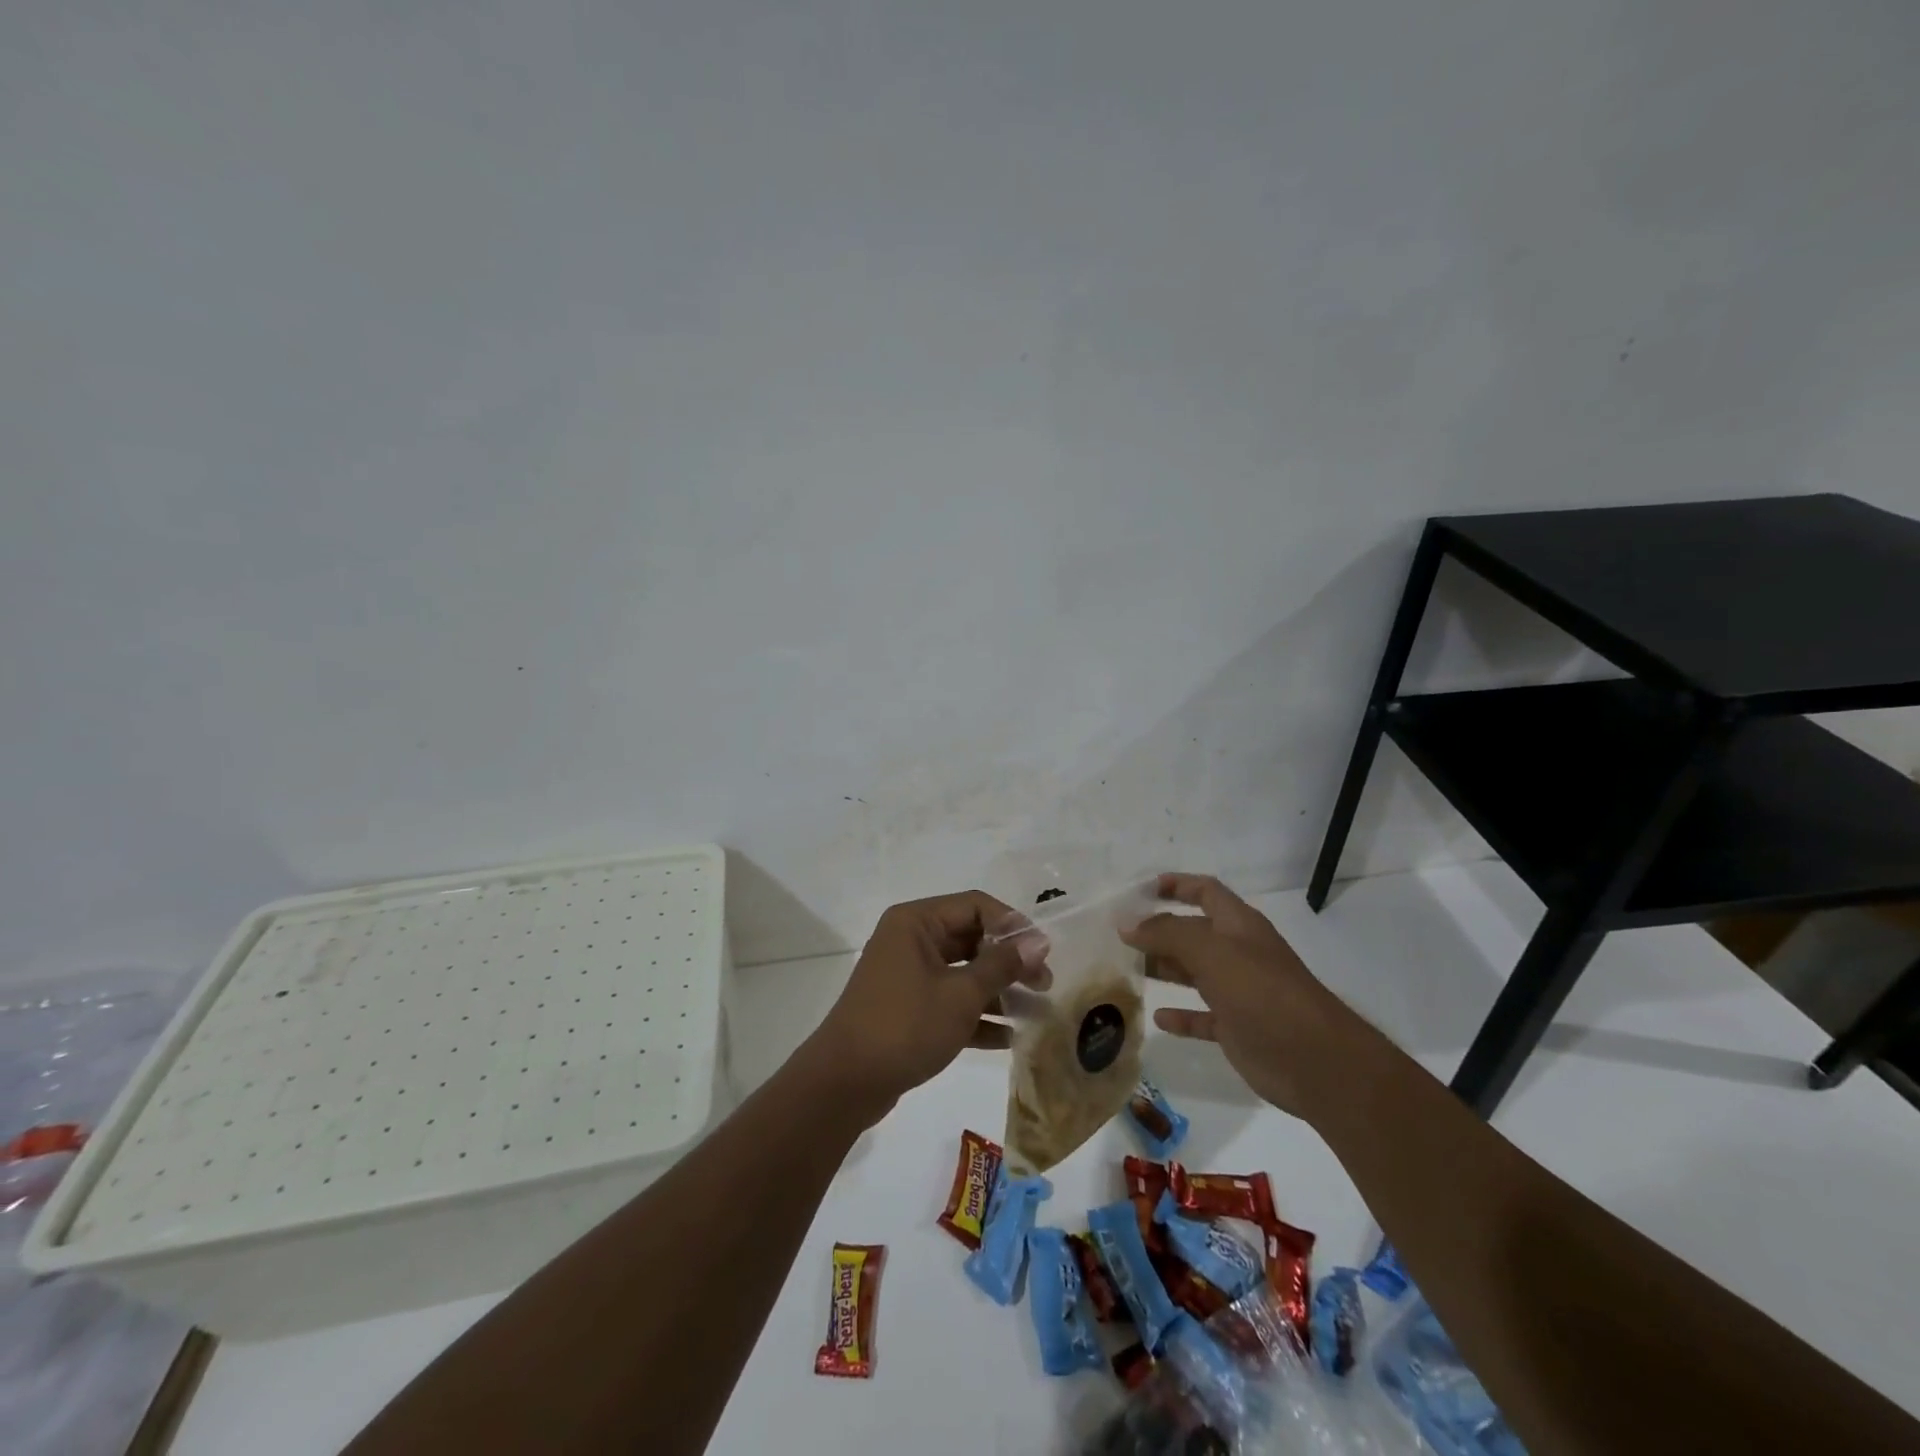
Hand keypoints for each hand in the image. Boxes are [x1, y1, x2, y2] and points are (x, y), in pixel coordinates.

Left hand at [804, 891, 1049, 1119]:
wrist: (845, 1083)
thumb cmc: (905, 1026)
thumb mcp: (961, 994)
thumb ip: (1002, 965)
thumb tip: (1038, 940)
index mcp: (917, 922)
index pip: (975, 906)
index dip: (1012, 925)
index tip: (1043, 952)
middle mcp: (911, 940)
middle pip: (971, 939)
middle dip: (1009, 962)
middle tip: (1045, 985)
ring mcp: (908, 976)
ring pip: (963, 973)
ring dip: (998, 992)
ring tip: (1036, 1013)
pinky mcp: (908, 1009)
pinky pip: (949, 1002)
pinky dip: (977, 1016)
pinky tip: (1009, 1038)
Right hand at [1124, 873, 1365, 1117]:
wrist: (1316, 1061)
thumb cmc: (1262, 992)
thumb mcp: (1211, 952)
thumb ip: (1167, 933)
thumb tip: (1127, 923)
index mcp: (1239, 925)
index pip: (1205, 891)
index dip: (1176, 885)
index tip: (1140, 889)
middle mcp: (1239, 953)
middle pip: (1194, 932)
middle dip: (1160, 930)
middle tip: (1121, 936)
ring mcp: (1239, 991)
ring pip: (1194, 972)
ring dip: (1164, 968)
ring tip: (1128, 969)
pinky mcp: (1238, 1028)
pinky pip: (1201, 1016)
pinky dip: (1180, 1015)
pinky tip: (1157, 1017)